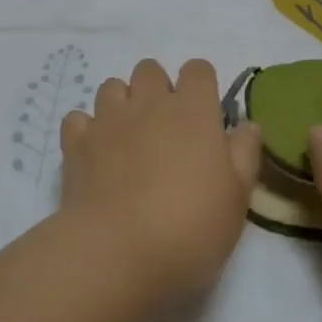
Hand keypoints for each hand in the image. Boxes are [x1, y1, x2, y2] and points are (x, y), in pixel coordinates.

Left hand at [59, 59, 263, 303]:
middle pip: (150, 69)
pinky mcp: (76, 142)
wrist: (117, 252)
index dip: (202, 85)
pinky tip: (95, 154)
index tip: (205, 115)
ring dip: (121, 104)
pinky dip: (87, 130)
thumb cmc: (190, 227)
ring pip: (112, 86)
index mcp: (192, 110)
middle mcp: (148, 103)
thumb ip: (244, 154)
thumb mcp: (237, 197)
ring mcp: (108, 119)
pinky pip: (78, 118)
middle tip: (166, 129)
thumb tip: (246, 124)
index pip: (198, 69)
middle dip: (157, 88)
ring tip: (128, 139)